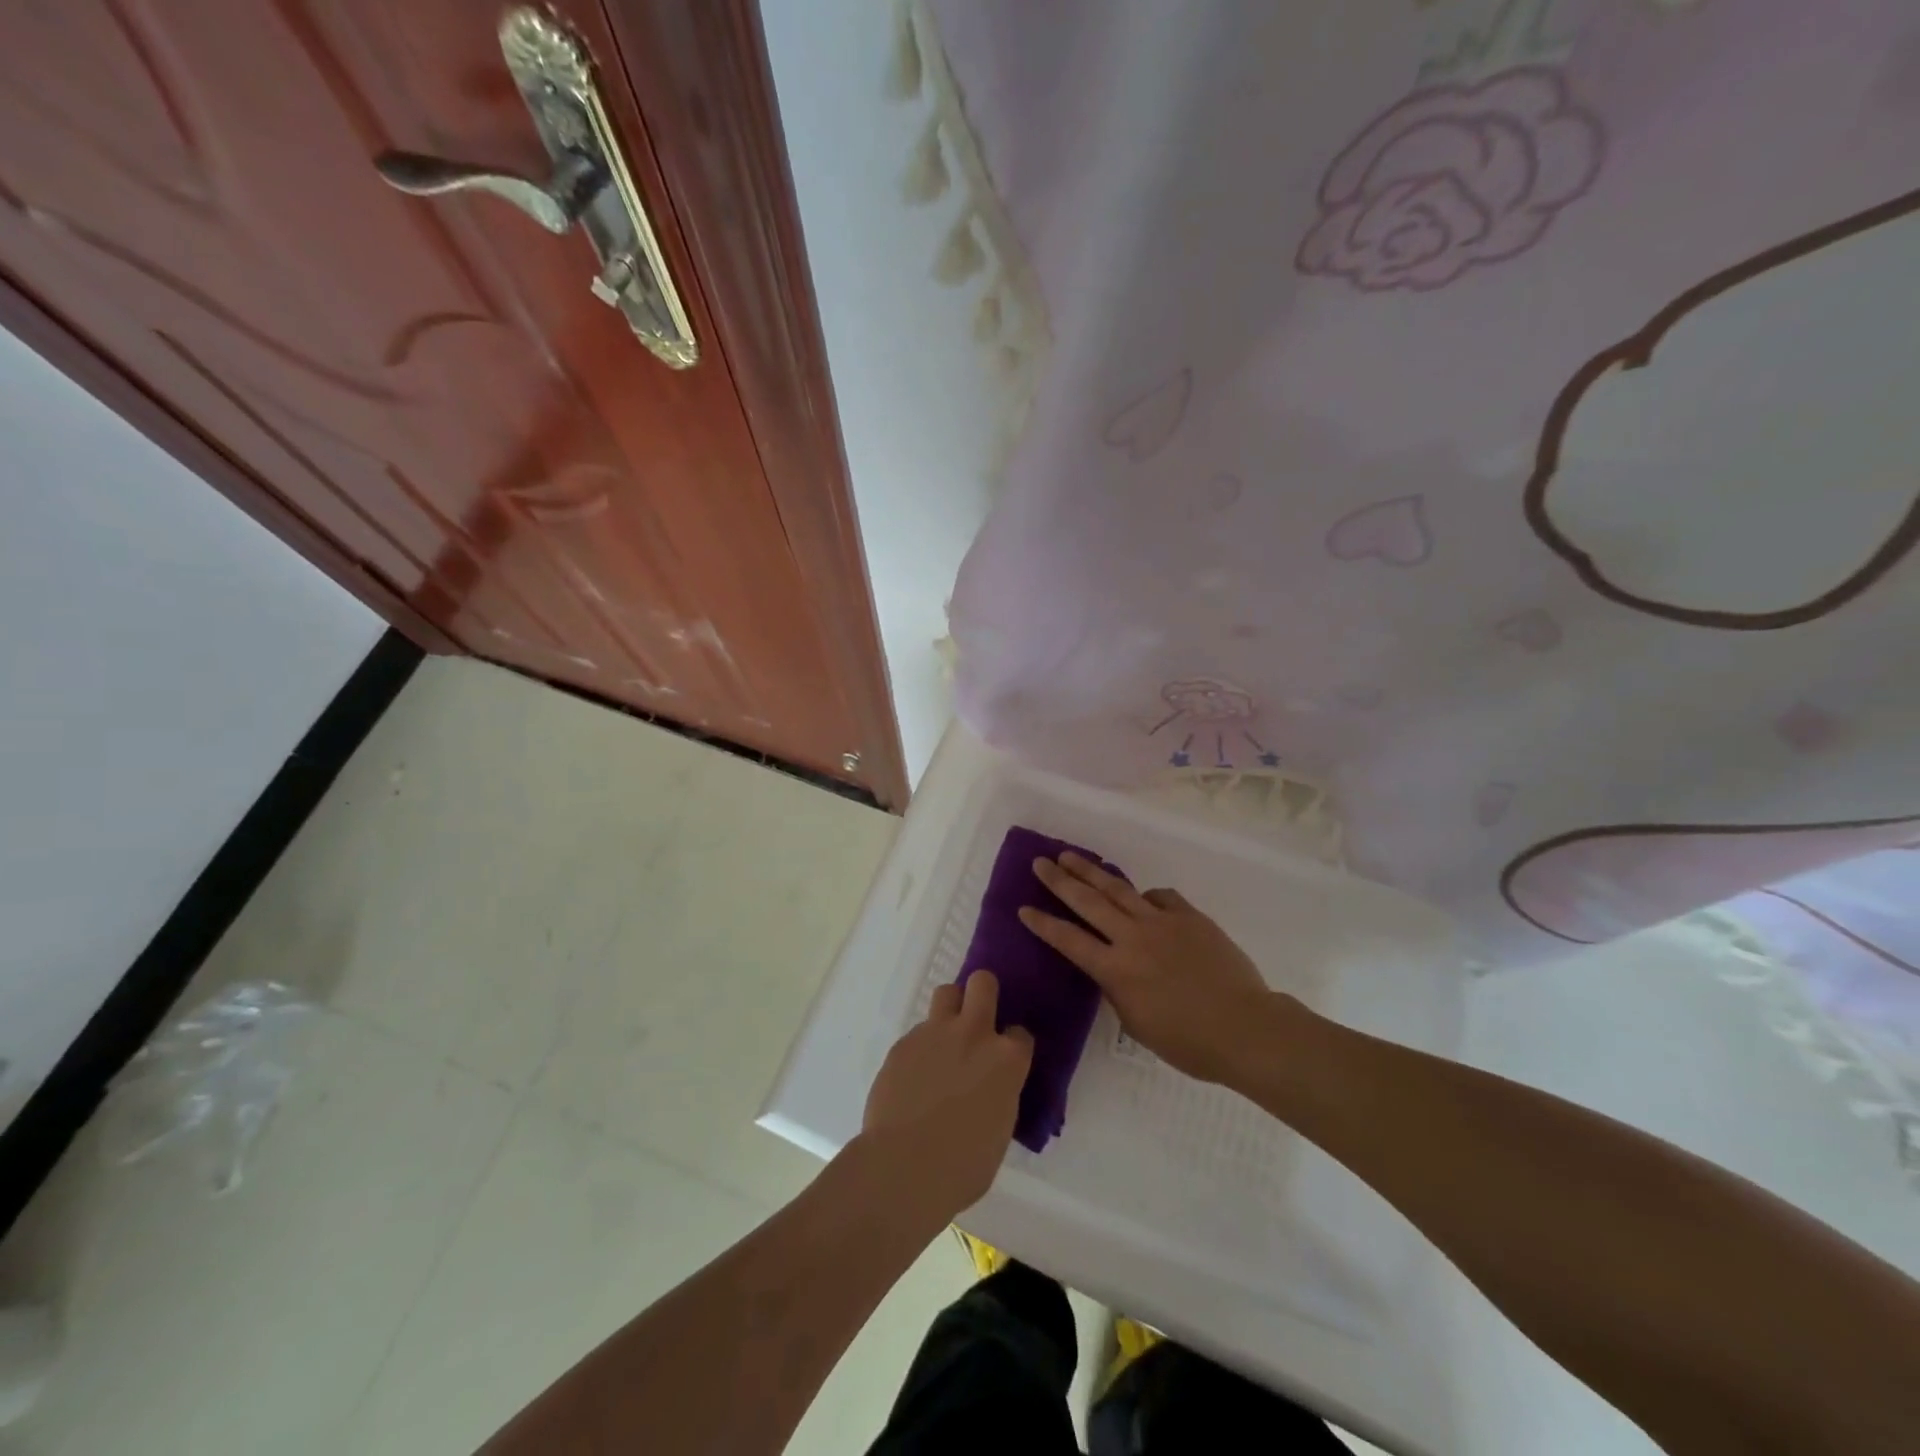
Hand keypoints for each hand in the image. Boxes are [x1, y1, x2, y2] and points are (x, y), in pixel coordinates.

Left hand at [861, 971, 1032, 1222]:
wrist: (903, 1168)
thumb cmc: (962, 1166)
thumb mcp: (1000, 1130)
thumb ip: (999, 1094)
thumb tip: (988, 1088)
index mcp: (1007, 1060)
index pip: (1021, 1034)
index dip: (1013, 1045)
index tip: (1005, 1061)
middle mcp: (974, 1034)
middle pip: (983, 983)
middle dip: (983, 993)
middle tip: (977, 1020)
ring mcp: (936, 1033)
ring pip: (946, 993)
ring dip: (950, 1011)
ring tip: (944, 1042)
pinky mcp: (903, 1042)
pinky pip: (918, 1031)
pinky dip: (921, 1047)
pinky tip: (914, 1077)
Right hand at [1021, 853, 1283, 1084]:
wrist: (1245, 1028)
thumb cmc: (1188, 1041)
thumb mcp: (1137, 1024)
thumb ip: (1117, 990)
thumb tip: (1112, 968)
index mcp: (1116, 970)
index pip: (1068, 940)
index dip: (1043, 924)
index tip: (1023, 908)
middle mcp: (1132, 938)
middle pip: (1088, 902)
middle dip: (1059, 881)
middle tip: (1040, 863)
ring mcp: (1162, 922)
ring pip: (1119, 889)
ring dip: (1091, 871)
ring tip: (1070, 856)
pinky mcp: (1190, 916)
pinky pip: (1161, 897)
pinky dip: (1146, 896)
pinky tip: (1142, 897)